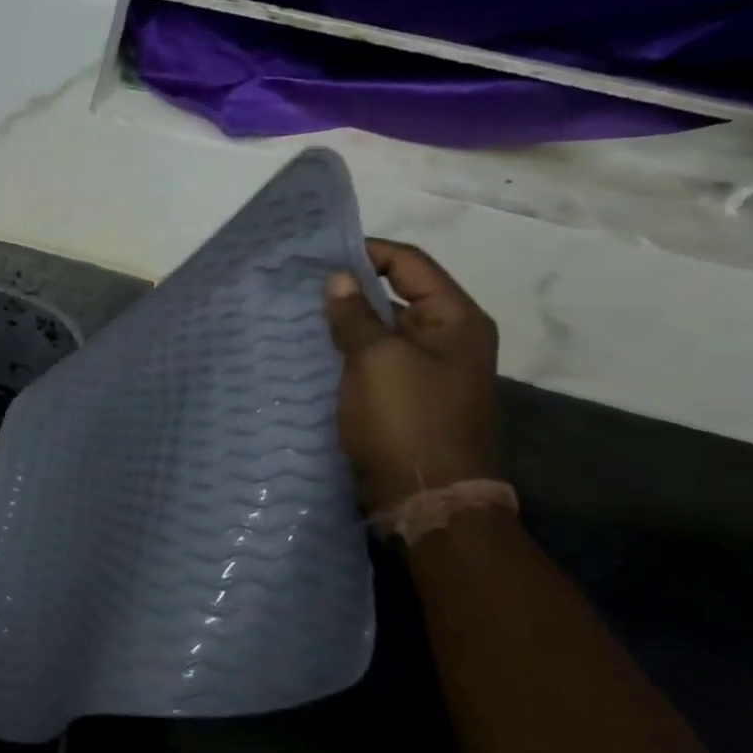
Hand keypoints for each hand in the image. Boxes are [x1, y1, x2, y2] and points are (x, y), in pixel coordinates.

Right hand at [322, 239, 500, 511]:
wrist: (427, 500)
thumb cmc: (408, 421)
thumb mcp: (377, 360)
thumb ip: (355, 315)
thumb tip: (338, 279)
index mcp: (456, 320)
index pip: (410, 264)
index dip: (367, 251)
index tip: (319, 253)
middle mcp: (447, 339)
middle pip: (396, 294)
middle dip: (350, 288)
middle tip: (299, 283)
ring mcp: (427, 371)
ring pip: (380, 330)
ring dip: (344, 322)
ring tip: (297, 313)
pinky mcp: (405, 398)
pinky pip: (372, 361)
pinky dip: (345, 352)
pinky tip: (310, 351)